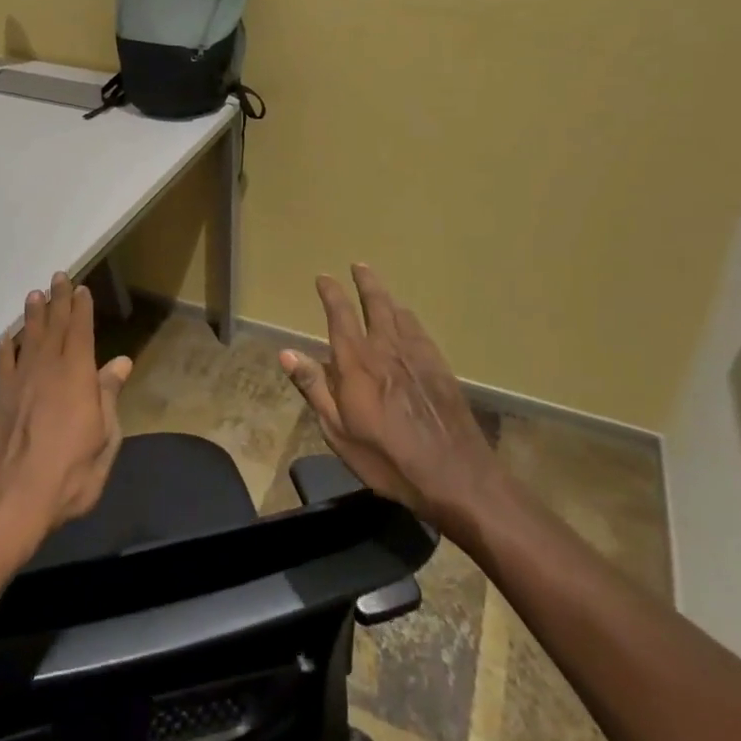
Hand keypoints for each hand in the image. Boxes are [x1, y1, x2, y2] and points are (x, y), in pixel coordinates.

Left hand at [0, 272, 132, 570]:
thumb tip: (120, 363)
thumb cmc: (69, 475)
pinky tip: (7, 338)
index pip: (80, 332)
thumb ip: (109, 397)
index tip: (81, 288)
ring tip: (34, 294)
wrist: (9, 502)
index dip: (81, 308)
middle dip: (57, 301)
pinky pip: (3, 364)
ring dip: (32, 316)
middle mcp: (46, 370)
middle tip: (58, 277)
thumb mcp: (104, 440)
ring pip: (27, 339)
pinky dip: (6, 347)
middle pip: (53, 327)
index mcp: (76, 376)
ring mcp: (18, 383)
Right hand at [279, 263, 498, 527]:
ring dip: (386, 297)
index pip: (340, 315)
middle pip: (376, 303)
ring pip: (400, 313)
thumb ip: (314, 387)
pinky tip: (409, 321)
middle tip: (359, 265)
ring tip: (380, 290)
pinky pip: (420, 330)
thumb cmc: (386, 458)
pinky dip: (408, 317)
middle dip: (366, 282)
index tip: (324, 278)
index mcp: (357, 362)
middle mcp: (386, 348)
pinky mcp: (440, 367)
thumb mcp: (338, 430)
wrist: (454, 474)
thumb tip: (286, 352)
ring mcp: (417, 355)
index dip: (331, 293)